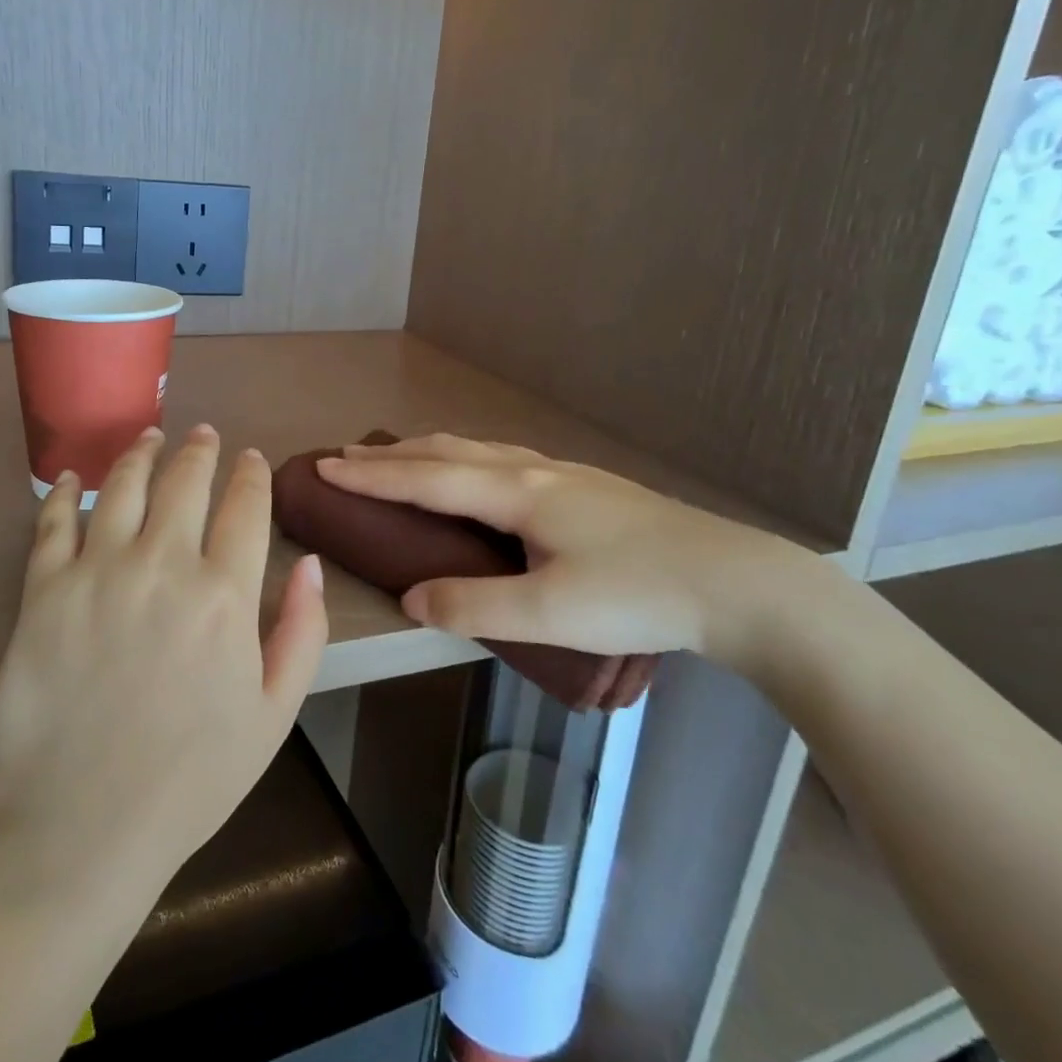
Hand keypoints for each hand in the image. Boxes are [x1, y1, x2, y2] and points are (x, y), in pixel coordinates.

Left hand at [0, 424, 328, 907]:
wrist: (79, 827)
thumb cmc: (190, 779)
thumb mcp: (273, 715)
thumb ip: (301, 632)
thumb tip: (307, 562)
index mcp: (224, 595)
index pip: (245, 508)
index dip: (252, 475)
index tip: (252, 460)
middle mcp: (163, 565)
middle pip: (185, 481)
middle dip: (200, 449)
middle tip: (203, 434)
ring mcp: (98, 572)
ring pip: (122, 486)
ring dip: (140, 452)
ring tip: (149, 436)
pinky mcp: (44, 590)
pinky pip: (53, 523)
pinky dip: (62, 492)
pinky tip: (70, 478)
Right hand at [316, 433, 821, 672]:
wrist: (736, 582)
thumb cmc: (639, 595)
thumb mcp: (549, 613)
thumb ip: (473, 606)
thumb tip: (411, 599)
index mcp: (516, 492)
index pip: (425, 478)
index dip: (371, 475)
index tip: (324, 466)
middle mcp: (532, 470)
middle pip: (445, 451)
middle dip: (390, 455)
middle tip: (345, 455)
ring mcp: (562, 473)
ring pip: (476, 448)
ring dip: (426, 450)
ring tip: (398, 457)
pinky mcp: (584, 486)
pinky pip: (501, 457)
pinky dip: (462, 456)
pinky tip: (475, 472)